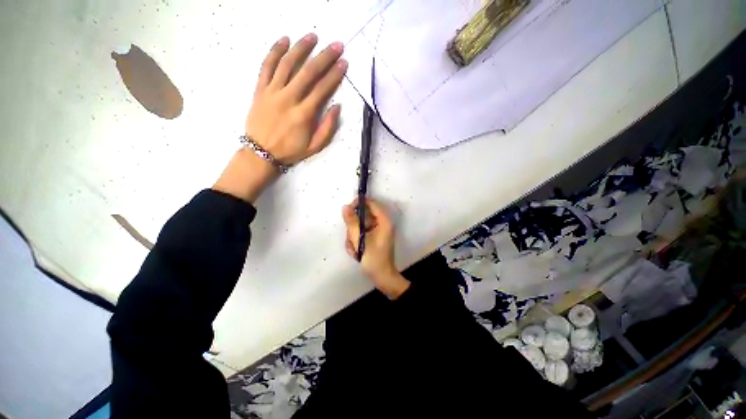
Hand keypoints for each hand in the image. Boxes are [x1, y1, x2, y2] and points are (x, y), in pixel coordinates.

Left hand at [247, 33, 346, 164]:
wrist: (261, 152)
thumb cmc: (290, 150)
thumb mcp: (315, 146)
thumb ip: (327, 127)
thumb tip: (337, 107)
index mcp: (304, 115)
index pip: (322, 89)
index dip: (334, 75)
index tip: (344, 63)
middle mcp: (289, 99)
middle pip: (308, 72)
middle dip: (324, 57)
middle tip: (336, 45)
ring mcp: (272, 92)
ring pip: (287, 64)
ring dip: (301, 48)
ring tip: (313, 36)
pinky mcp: (260, 89)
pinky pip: (266, 66)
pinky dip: (275, 51)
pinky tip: (284, 40)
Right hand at [342, 198, 409, 299]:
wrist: (382, 277)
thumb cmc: (373, 258)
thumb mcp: (360, 239)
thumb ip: (352, 222)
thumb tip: (345, 207)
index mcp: (384, 221)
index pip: (371, 203)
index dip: (358, 204)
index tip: (347, 211)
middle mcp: (382, 223)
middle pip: (363, 215)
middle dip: (353, 227)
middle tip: (351, 239)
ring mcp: (378, 231)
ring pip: (360, 225)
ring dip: (353, 236)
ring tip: (354, 249)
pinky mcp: (374, 237)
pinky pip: (362, 233)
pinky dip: (356, 241)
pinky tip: (356, 252)